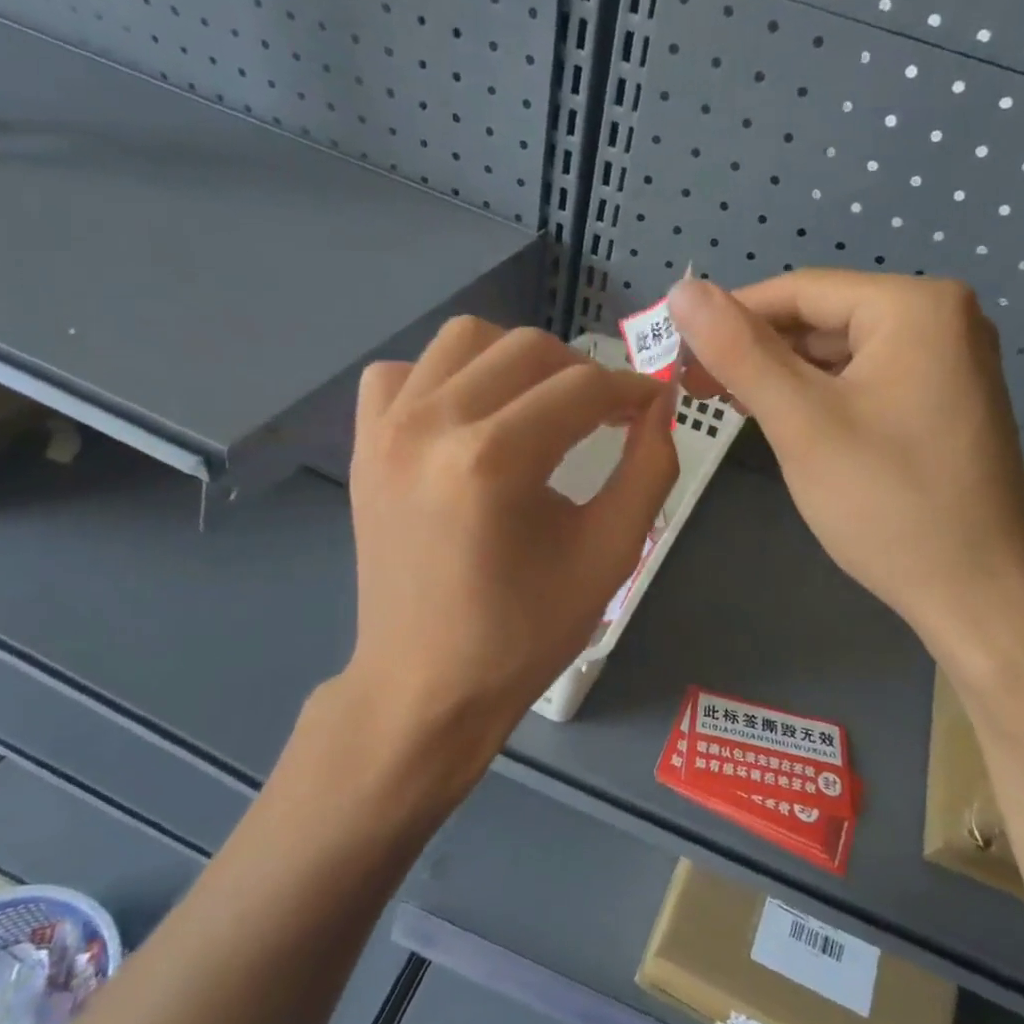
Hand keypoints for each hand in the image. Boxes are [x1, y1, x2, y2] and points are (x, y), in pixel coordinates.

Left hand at [340, 317, 676, 791]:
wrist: (426, 683)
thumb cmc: (524, 632)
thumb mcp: (609, 554)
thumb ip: (649, 469)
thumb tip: (659, 403)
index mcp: (493, 460)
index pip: (582, 388)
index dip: (630, 390)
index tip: (650, 406)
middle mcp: (431, 424)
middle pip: (526, 348)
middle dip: (581, 372)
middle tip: (604, 414)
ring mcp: (386, 429)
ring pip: (464, 339)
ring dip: (516, 361)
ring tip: (540, 407)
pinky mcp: (363, 444)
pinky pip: (403, 371)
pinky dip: (444, 376)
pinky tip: (468, 417)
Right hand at [668, 271, 1023, 642]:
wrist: (976, 595)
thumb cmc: (885, 503)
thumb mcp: (801, 422)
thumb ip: (739, 351)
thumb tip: (682, 290)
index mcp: (916, 307)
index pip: (801, 290)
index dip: (731, 315)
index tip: (678, 351)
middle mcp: (944, 319)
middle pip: (825, 319)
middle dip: (758, 350)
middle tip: (697, 386)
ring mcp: (951, 363)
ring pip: (844, 353)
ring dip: (786, 375)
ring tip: (731, 403)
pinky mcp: (947, 403)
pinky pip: (869, 381)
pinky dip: (823, 395)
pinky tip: (785, 419)